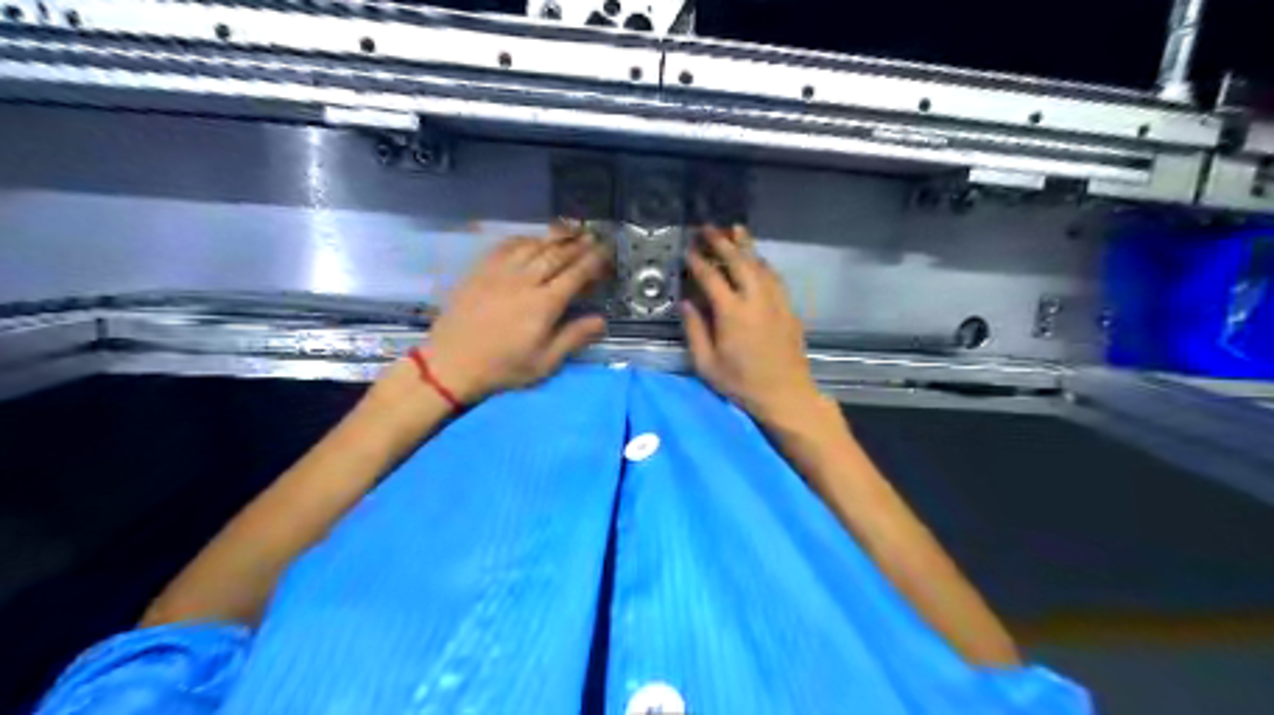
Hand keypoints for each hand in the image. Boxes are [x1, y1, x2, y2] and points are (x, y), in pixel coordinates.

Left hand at [425, 225, 608, 402]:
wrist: (451, 363)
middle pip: (556, 254)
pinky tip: (531, 240)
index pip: (575, 274)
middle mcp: (524, 281)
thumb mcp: (544, 362)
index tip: (606, 251)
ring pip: (533, 245)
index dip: (594, 261)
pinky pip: (506, 246)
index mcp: (544, 305)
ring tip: (569, 231)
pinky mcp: (480, 270)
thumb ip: (573, 337)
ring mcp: (500, 272)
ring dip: (554, 237)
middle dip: (578, 244)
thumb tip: (601, 320)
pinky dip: (524, 239)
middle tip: (593, 237)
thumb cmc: (503, 367)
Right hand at [681, 223, 821, 423]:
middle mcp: (755, 299)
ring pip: (760, 264)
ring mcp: (776, 302)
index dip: (698, 261)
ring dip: (747, 246)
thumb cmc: (741, 384)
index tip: (688, 249)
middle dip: (722, 242)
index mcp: (731, 313)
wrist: (785, 394)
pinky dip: (763, 263)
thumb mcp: (707, 364)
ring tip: (736, 229)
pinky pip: (775, 277)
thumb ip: (695, 330)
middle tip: (708, 227)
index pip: (711, 277)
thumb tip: (686, 302)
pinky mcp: (789, 309)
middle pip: (739, 261)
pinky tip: (758, 259)